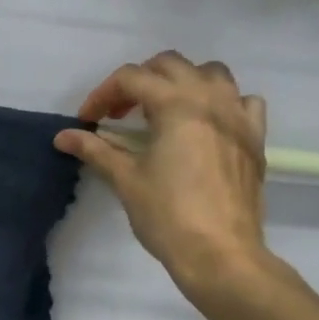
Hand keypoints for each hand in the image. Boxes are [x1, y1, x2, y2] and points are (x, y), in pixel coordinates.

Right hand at [55, 52, 273, 294]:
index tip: (87, 121)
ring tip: (164, 110)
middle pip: (169, 65)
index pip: (131, 78)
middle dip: (139, 81)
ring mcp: (238, 116)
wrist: (221, 254)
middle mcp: (210, 99)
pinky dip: (223, 102)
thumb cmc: (168, 215)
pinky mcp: (255, 138)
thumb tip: (63, 137)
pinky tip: (208, 124)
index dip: (102, 95)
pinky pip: (244, 101)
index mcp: (176, 104)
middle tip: (119, 113)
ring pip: (211, 74)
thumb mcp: (125, 179)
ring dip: (182, 82)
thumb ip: (95, 150)